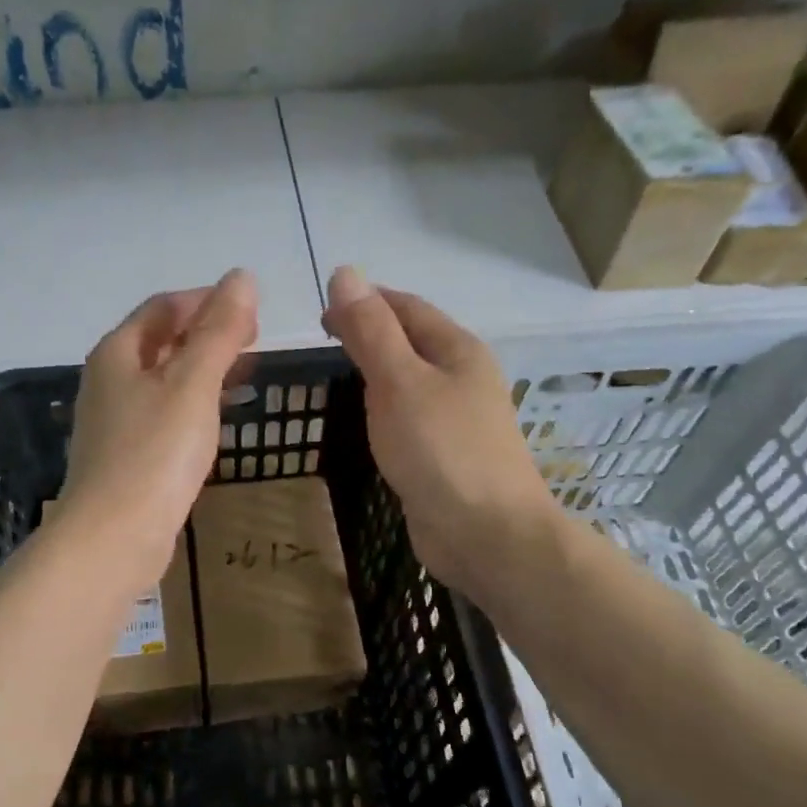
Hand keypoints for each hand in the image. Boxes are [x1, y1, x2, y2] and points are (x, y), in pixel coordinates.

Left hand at [59, 270, 258, 591]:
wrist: (113, 538)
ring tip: (243, 372)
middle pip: (160, 341)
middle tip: (253, 339)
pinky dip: (192, 403)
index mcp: (118, 353)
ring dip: (201, 368)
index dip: (205, 300)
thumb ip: (219, 331)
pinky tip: (215, 418)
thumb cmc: (154, 454)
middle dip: (206, 333)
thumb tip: (242, 278)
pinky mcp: (126, 456)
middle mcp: (109, 380)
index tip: (250, 309)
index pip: (163, 307)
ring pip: (163, 379)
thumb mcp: (192, 384)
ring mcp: (115, 421)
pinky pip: (163, 413)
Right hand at [322, 265, 550, 596]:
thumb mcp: (398, 381)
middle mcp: (463, 377)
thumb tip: (345, 273)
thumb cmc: (441, 449)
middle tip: (322, 343)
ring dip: (377, 372)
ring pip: (411, 381)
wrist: (486, 534)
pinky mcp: (448, 455)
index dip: (365, 300)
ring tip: (337, 376)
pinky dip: (384, 408)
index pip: (406, 307)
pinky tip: (366, 422)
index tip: (320, 312)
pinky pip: (411, 417)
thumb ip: (370, 330)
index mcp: (457, 349)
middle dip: (370, 333)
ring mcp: (458, 419)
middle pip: (412, 340)